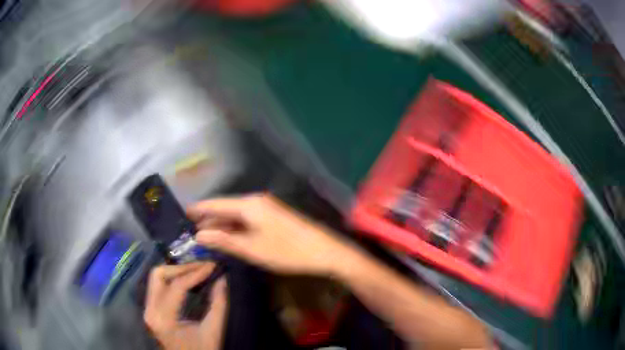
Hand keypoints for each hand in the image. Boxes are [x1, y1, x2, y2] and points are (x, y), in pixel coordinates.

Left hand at [144, 263, 227, 349]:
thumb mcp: (213, 331)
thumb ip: (218, 304)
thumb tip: (222, 278)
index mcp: (163, 319)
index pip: (177, 286)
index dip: (195, 273)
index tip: (212, 265)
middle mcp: (150, 311)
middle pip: (159, 275)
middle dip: (181, 268)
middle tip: (202, 267)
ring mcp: (148, 310)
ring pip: (156, 278)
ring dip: (176, 272)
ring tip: (196, 271)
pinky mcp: (151, 310)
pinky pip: (157, 286)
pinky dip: (172, 279)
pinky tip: (187, 281)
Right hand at [187, 194, 353, 275]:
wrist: (324, 251)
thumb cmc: (286, 251)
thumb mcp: (251, 249)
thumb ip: (224, 240)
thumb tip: (199, 235)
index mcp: (249, 205)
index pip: (216, 203)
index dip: (199, 209)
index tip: (184, 213)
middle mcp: (256, 201)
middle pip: (226, 208)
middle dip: (210, 219)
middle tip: (193, 231)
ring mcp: (267, 208)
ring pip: (237, 214)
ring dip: (223, 224)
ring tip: (207, 236)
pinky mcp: (274, 216)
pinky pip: (248, 219)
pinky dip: (236, 227)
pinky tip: (230, 236)